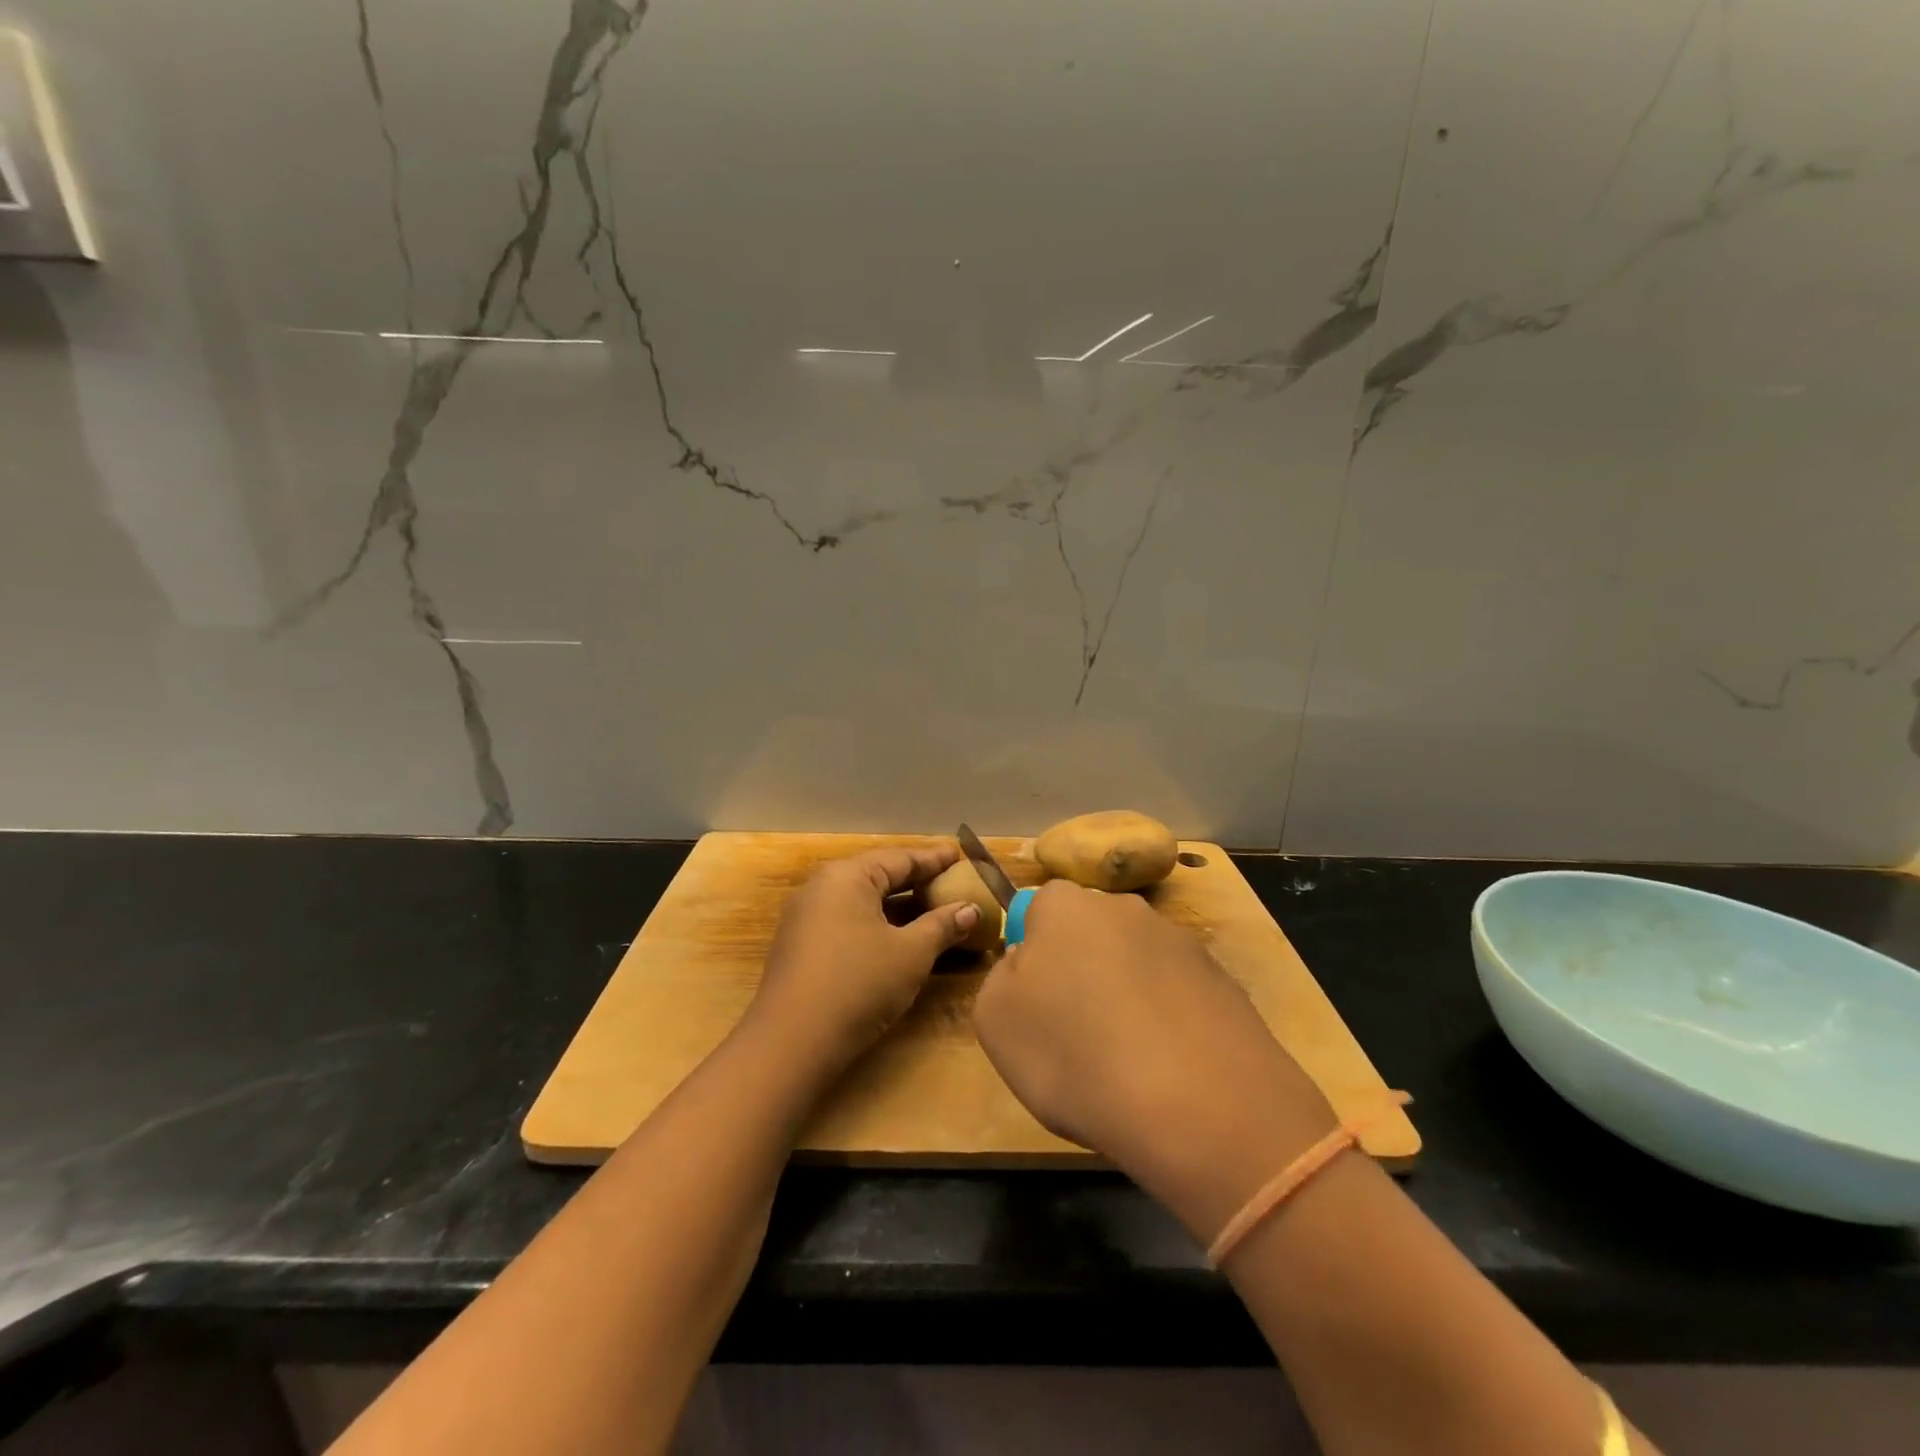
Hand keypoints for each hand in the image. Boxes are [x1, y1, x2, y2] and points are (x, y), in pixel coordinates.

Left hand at [748, 844, 981, 1074]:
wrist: (791, 1043)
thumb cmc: (858, 984)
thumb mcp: (911, 954)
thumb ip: (942, 926)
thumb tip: (970, 909)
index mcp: (847, 876)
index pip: (900, 858)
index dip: (934, 859)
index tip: (961, 855)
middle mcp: (822, 887)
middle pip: (879, 876)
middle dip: (917, 882)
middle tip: (952, 882)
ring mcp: (806, 917)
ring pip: (863, 902)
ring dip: (899, 907)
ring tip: (933, 910)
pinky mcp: (801, 946)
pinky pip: (848, 922)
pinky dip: (878, 925)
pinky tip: (900, 939)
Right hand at [973, 881, 1336, 1238]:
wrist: (1198, 1104)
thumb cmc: (1074, 1053)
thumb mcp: (994, 1020)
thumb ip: (1002, 978)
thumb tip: (1028, 967)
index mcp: (1064, 904)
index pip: (1036, 911)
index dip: (1032, 957)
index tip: (1035, 1006)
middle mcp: (1124, 908)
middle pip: (1088, 935)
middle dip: (1080, 973)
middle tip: (1074, 1035)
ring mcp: (1180, 942)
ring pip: (1134, 965)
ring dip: (1125, 998)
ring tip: (1126, 1064)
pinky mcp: (1222, 982)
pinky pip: (1176, 996)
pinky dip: (1167, 1023)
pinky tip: (1167, 1071)